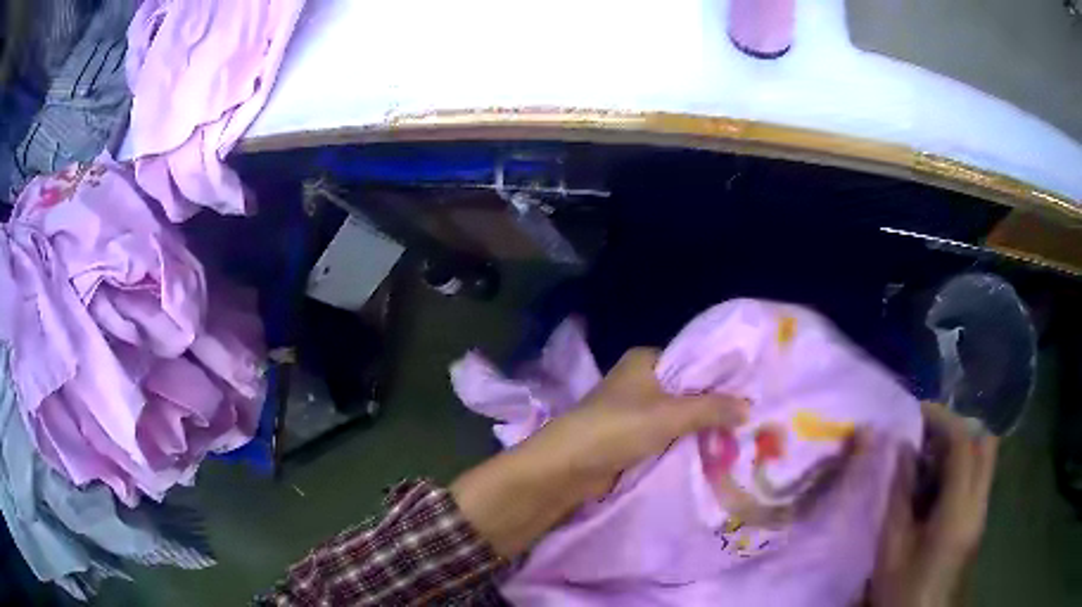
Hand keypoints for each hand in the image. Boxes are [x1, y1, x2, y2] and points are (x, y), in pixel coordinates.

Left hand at [451, 347, 747, 557]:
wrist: (567, 467)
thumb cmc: (617, 428)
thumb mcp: (669, 415)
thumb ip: (711, 408)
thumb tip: (749, 406)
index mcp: (646, 361)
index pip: (694, 360)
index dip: (721, 376)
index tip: (751, 390)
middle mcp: (640, 381)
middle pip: (687, 390)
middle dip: (713, 406)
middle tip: (751, 417)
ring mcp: (634, 410)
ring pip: (677, 415)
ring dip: (699, 427)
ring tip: (740, 435)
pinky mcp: (629, 437)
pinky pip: (665, 436)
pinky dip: (683, 442)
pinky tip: (710, 450)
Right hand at [870, 401, 998, 606]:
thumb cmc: (902, 588)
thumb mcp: (892, 546)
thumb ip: (899, 494)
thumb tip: (901, 449)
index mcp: (959, 510)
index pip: (963, 444)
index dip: (942, 419)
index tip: (917, 412)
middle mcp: (979, 503)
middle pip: (985, 443)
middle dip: (959, 429)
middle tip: (928, 435)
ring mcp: (981, 512)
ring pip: (983, 460)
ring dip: (960, 448)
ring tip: (927, 459)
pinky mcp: (977, 521)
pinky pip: (977, 479)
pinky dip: (959, 469)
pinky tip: (934, 487)